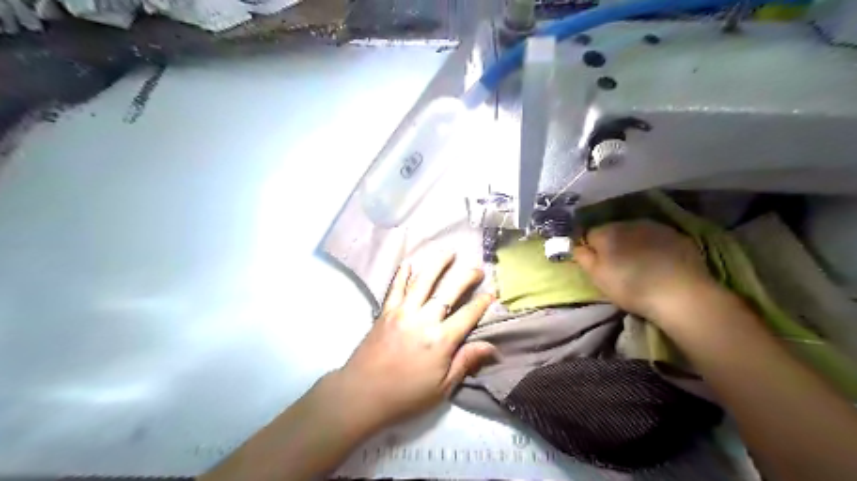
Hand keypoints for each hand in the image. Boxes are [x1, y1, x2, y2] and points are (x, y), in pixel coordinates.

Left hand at [330, 256, 491, 432]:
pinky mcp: (385, 311)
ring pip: (423, 281)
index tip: (491, 292)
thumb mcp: (442, 387)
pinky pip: (395, 288)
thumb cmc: (406, 395)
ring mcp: (403, 312)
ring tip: (449, 252)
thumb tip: (492, 347)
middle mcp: (424, 320)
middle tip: (477, 268)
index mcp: (441, 340)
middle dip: (466, 277)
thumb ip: (466, 362)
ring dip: (437, 264)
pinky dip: (402, 274)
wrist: (362, 395)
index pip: (468, 314)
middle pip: (449, 291)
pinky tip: (408, 263)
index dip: (482, 302)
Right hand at [571, 220, 717, 318]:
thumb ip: (583, 258)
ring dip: (633, 243)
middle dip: (613, 244)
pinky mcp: (677, 235)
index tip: (597, 264)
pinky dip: (654, 246)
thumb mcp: (597, 277)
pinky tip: (659, 263)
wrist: (681, 294)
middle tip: (617, 266)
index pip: (590, 234)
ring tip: (639, 264)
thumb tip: (577, 246)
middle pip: (613, 231)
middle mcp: (630, 223)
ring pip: (635, 232)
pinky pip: (657, 238)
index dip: (591, 249)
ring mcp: (656, 227)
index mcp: (607, 232)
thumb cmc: (631, 287)